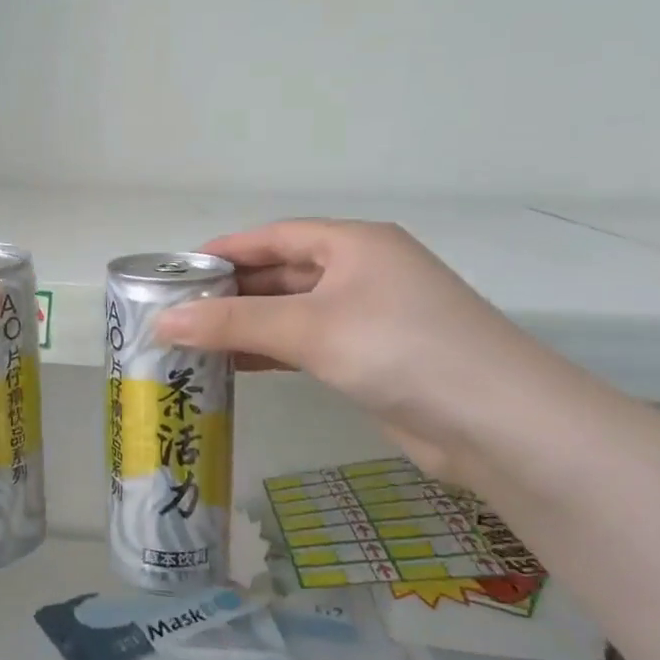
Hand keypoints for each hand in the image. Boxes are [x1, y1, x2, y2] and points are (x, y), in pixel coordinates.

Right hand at [155, 220, 550, 479]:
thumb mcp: (309, 328)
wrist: (498, 423)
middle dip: (230, 291)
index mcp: (353, 244)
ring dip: (247, 325)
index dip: (224, 250)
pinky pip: (307, 344)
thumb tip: (161, 322)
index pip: (274, 236)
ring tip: (192, 340)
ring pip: (292, 311)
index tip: (176, 271)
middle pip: (282, 273)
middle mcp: (361, 272)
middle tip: (175, 311)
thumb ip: (233, 323)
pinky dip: (271, 351)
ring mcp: (369, 316)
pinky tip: (235, 366)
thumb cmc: (400, 350)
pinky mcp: (371, 358)